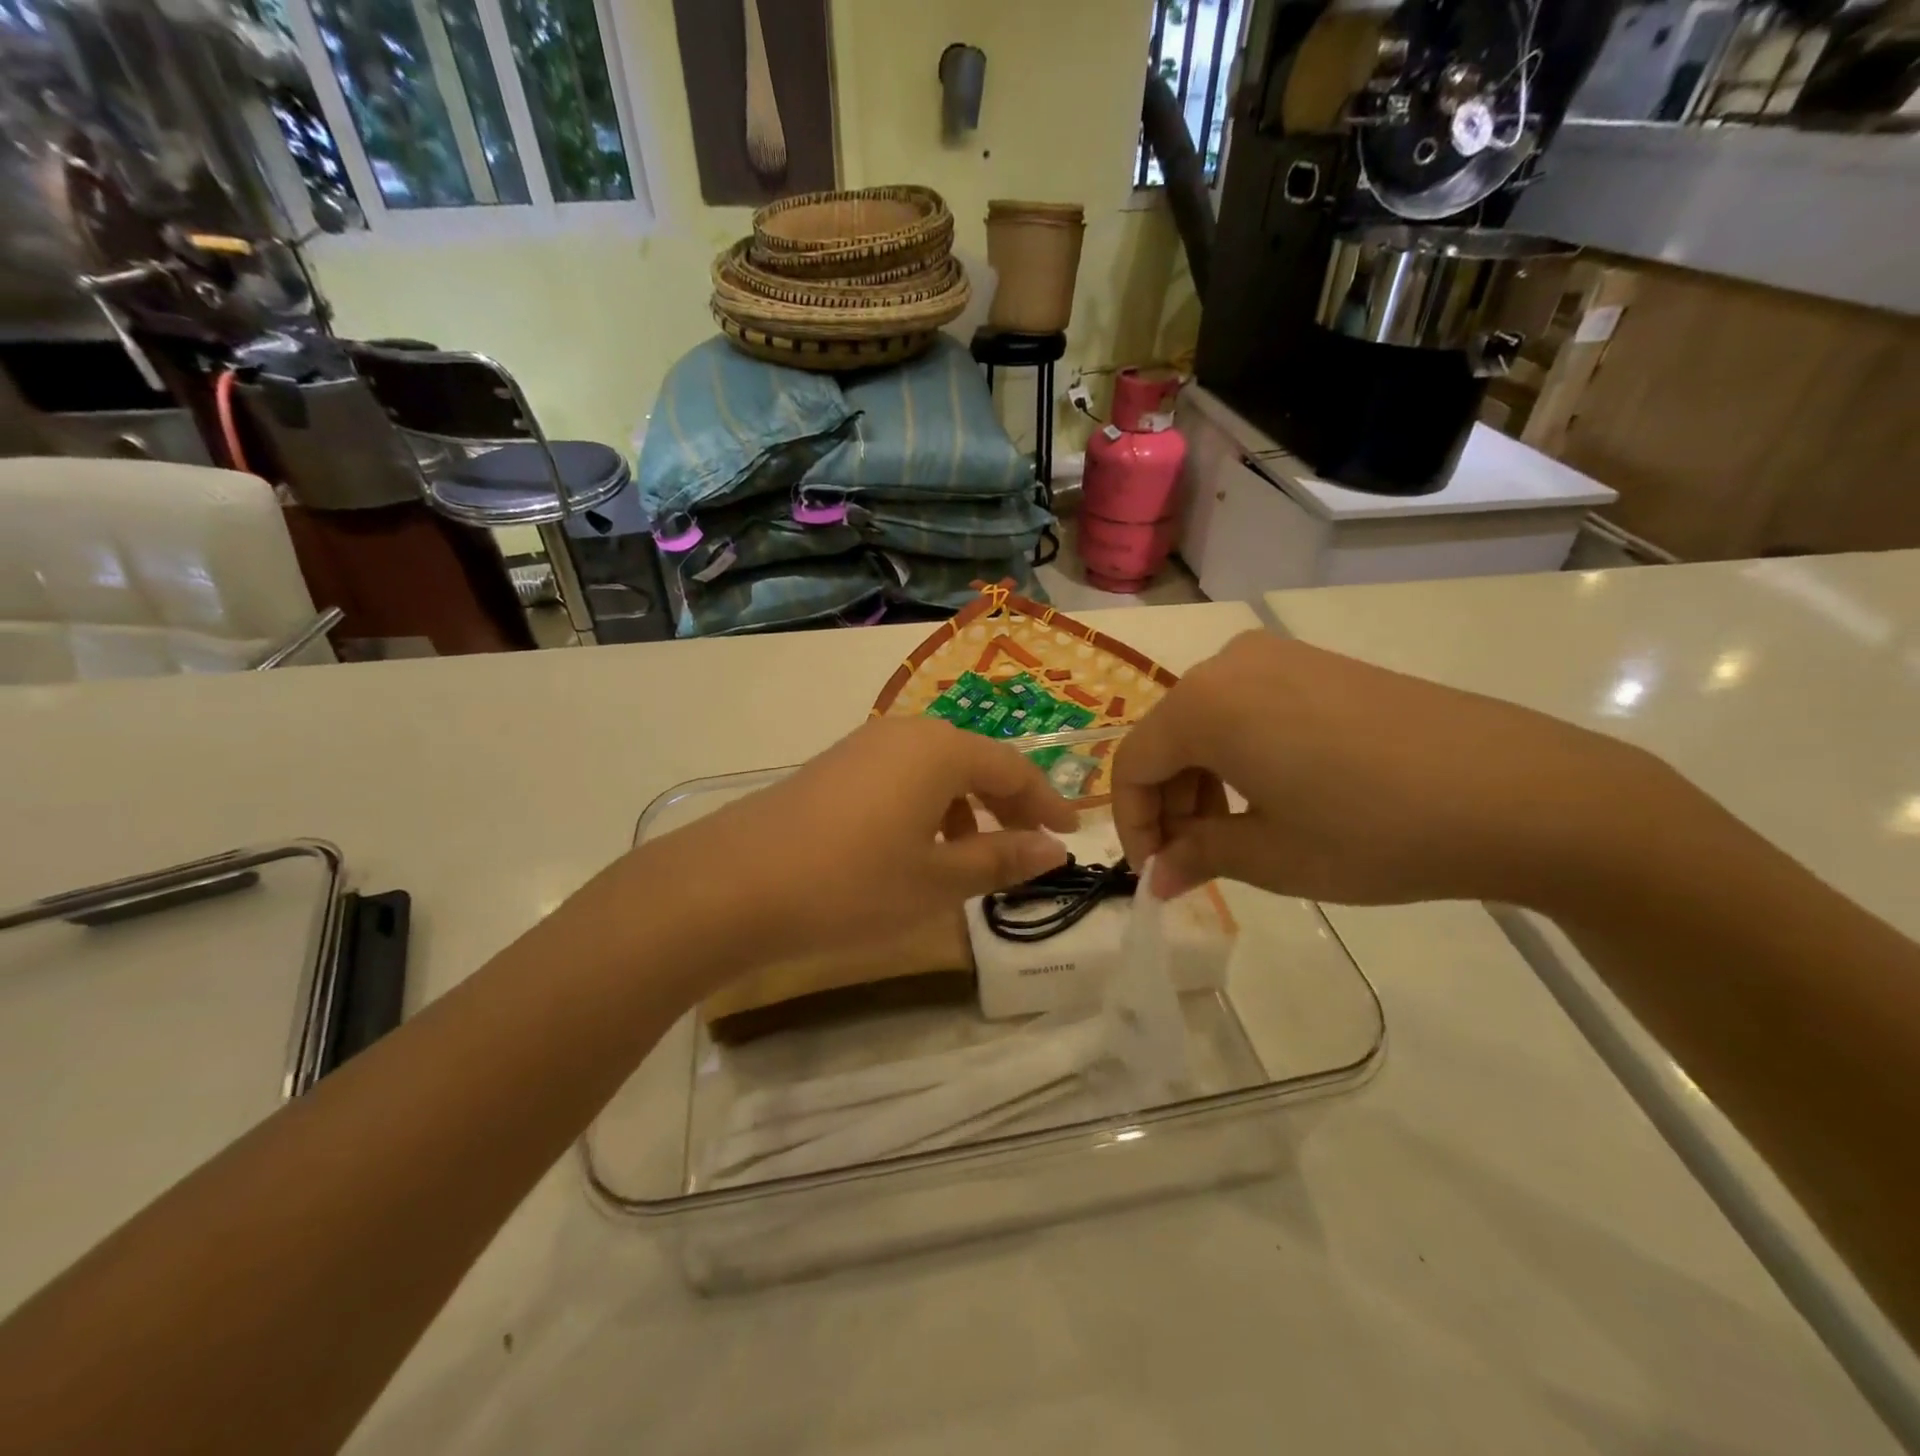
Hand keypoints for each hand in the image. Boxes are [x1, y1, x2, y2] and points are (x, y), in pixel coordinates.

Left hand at [598, 716, 1076, 975]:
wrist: (731, 885)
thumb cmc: (850, 883)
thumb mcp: (936, 880)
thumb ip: (1000, 859)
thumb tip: (1054, 850)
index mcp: (940, 750)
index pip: (1014, 767)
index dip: (1047, 801)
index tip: (1072, 833)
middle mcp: (904, 734)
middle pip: (975, 761)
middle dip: (1008, 802)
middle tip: (1031, 844)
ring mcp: (863, 747)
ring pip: (935, 770)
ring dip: (965, 807)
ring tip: (974, 855)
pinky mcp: (834, 768)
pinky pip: (900, 778)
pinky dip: (926, 807)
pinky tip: (916, 849)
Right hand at [1112, 631, 1656, 906]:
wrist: (1520, 792)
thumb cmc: (1373, 830)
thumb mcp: (1272, 855)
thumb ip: (1198, 856)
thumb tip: (1157, 878)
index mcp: (1203, 705)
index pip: (1133, 765)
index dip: (1132, 825)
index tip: (1154, 873)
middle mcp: (1229, 665)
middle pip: (1167, 738)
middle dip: (1169, 803)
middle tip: (1194, 859)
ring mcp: (1279, 656)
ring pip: (1207, 721)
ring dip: (1202, 779)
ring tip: (1235, 833)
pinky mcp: (1320, 663)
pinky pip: (1249, 707)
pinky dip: (1240, 753)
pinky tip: (1275, 793)